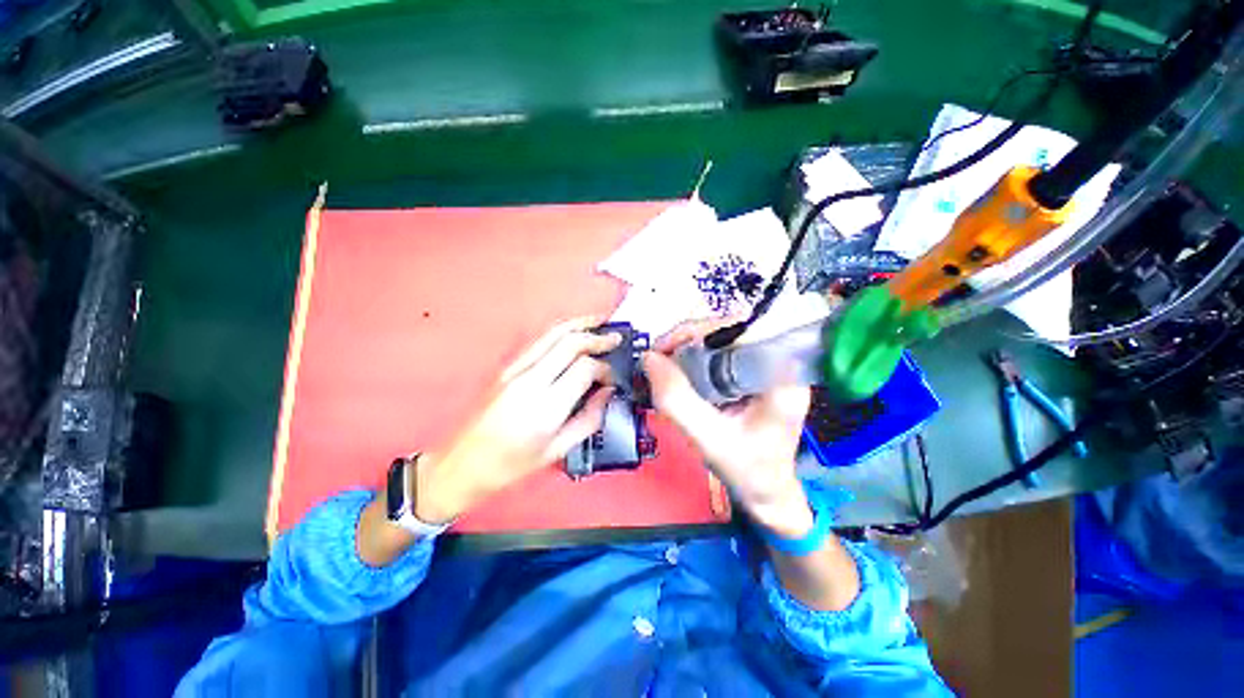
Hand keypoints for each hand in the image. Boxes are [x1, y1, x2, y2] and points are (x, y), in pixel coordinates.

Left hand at [416, 317, 619, 523]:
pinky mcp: (505, 366)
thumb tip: (607, 392)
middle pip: (569, 342)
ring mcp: (514, 370)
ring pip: (552, 333)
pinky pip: (539, 341)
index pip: (584, 368)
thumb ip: (589, 419)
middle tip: (616, 337)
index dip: (604, 368)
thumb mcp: (557, 451)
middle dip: (597, 336)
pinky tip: (574, 332)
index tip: (612, 377)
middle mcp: (529, 381)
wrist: (462, 464)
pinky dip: (561, 331)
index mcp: (544, 408)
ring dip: (579, 324)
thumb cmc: (511, 465)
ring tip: (600, 322)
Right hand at [642, 320, 813, 537]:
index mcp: (780, 374)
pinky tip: (674, 370)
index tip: (665, 349)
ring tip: (660, 365)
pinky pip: (716, 353)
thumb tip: (648, 358)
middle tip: (656, 358)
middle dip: (686, 339)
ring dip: (685, 347)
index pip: (740, 330)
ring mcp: (762, 365)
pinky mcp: (749, 372)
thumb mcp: (710, 441)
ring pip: (718, 338)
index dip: (699, 331)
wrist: (766, 491)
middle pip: (727, 329)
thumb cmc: (747, 471)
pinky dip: (690, 357)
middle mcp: (776, 361)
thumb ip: (678, 402)